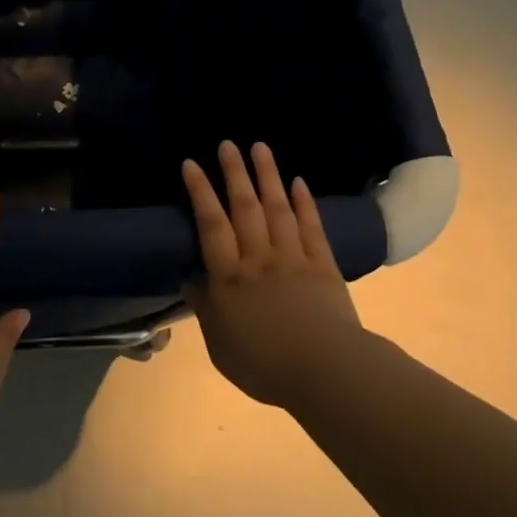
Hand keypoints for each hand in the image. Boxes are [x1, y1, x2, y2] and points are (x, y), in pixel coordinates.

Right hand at [181, 141, 362, 408]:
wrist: (326, 373)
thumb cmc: (264, 364)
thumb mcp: (220, 345)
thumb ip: (205, 310)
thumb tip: (190, 281)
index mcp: (229, 277)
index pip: (211, 225)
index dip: (200, 192)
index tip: (191, 164)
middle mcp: (258, 258)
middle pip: (244, 207)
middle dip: (234, 173)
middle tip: (227, 143)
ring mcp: (293, 259)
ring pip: (277, 209)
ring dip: (268, 176)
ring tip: (260, 148)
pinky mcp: (323, 266)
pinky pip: (312, 228)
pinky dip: (304, 203)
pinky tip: (298, 182)